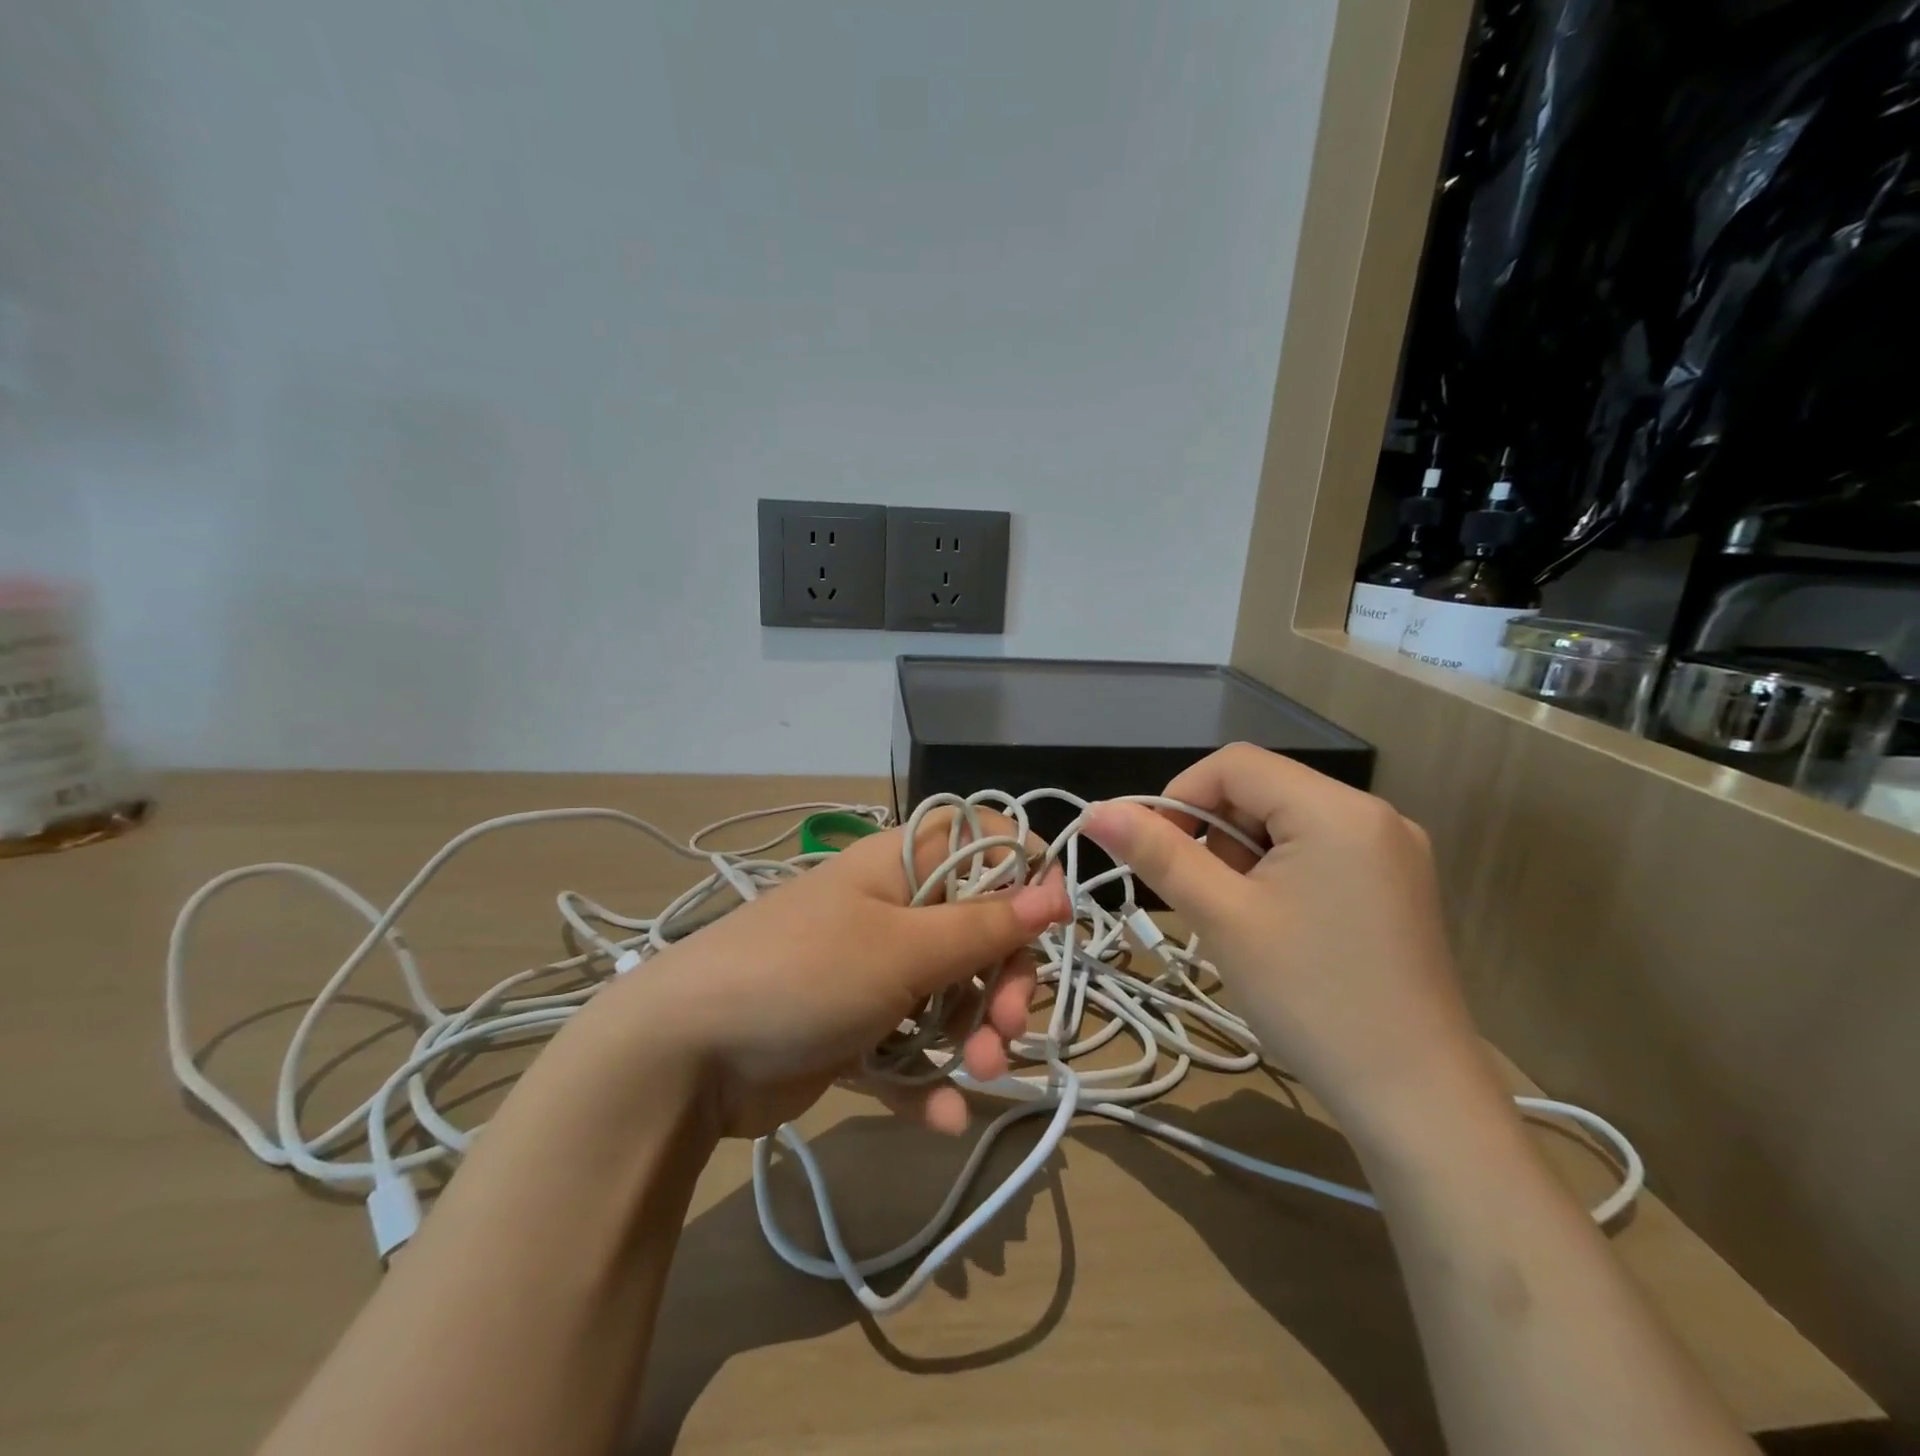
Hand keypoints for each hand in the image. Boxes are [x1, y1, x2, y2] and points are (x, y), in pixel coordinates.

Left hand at [600, 808, 1069, 1139]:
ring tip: (979, 1076)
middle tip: (1008, 1028)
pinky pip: (910, 1049)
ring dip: (974, 1037)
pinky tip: (943, 1118)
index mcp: (899, 867)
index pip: (980, 844)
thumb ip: (983, 924)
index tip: (1048, 926)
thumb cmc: (805, 973)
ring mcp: (871, 972)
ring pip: (950, 995)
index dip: (1021, 875)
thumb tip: (1055, 889)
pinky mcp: (854, 1030)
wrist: (684, 1056)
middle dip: (1004, 981)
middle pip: (977, 930)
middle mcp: (890, 910)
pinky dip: (928, 1081)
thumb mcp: (903, 947)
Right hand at [1084, 745, 1496, 1147]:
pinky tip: (1279, 926)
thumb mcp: (1222, 918)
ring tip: (1242, 920)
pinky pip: (1319, 851)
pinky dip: (1280, 872)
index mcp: (1336, 809)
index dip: (1181, 796)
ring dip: (1244, 856)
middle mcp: (1374, 814)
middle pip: (1263, 790)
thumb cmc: (1310, 998)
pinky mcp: (1397, 886)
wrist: (1415, 1099)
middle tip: (1205, 898)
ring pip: (1287, 821)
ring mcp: (1393, 851)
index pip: (1234, 764)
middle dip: (1216, 832)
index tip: (1156, 852)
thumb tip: (1095, 811)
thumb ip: (1157, 854)